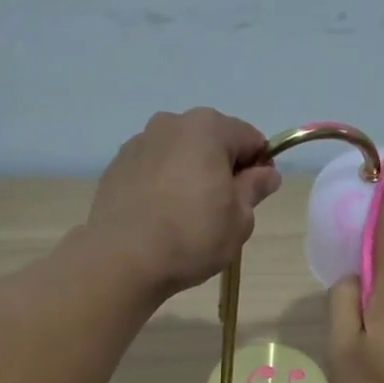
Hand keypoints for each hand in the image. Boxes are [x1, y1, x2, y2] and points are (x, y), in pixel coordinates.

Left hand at [87, 108, 282, 295]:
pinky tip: (161, 217)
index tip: (256, 196)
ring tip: (187, 215)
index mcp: (208, 128)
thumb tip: (267, 173)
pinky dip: (163, 185)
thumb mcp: (239, 219)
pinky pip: (153, 169)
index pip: (250, 139)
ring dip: (190, 175)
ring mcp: (139, 142)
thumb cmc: (193, 236)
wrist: (123, 258)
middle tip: (222, 209)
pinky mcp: (117, 166)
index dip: (260, 167)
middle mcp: (171, 123)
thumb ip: (254, 189)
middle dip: (222, 168)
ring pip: (179, 154)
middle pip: (211, 141)